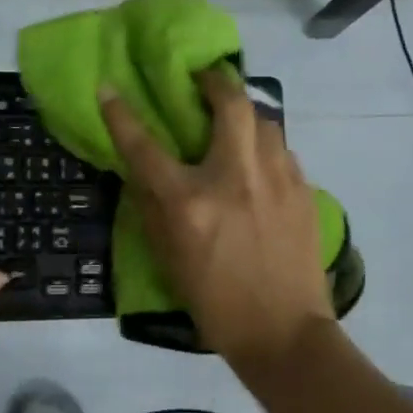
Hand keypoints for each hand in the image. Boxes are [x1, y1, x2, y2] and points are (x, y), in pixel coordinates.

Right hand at [100, 67, 336, 371]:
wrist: (285, 333)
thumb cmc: (215, 303)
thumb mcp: (169, 259)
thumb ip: (153, 209)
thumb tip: (144, 172)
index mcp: (191, 202)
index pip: (146, 147)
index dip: (121, 114)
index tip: (108, 87)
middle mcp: (235, 178)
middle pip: (230, 103)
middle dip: (215, 80)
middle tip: (204, 79)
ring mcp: (277, 180)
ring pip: (265, 120)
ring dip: (245, 112)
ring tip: (234, 122)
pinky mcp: (304, 190)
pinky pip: (282, 150)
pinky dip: (265, 146)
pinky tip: (260, 164)